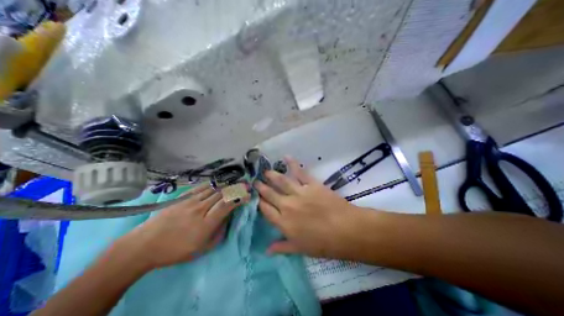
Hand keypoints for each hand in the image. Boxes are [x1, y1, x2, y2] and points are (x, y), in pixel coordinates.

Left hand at [117, 187, 236, 269]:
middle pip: (221, 194)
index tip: (247, 195)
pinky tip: (218, 183)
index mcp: (205, 224)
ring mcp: (190, 201)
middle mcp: (200, 209)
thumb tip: (227, 218)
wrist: (145, 245)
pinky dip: (213, 184)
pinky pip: (202, 188)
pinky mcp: (183, 197)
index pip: (226, 205)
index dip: (239, 198)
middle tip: (245, 184)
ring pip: (213, 189)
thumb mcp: (202, 249)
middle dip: (235, 188)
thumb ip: (219, 232)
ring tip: (235, 182)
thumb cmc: (175, 250)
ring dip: (226, 185)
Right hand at [257, 157, 363, 258]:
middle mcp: (287, 206)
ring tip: (265, 171)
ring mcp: (299, 193)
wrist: (346, 230)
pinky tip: (286, 157)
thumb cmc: (324, 243)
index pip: (266, 210)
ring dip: (271, 175)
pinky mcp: (311, 184)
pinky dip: (292, 164)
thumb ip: (282, 247)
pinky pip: (299, 172)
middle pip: (270, 194)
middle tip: (255, 181)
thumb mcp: (301, 249)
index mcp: (284, 223)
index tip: (255, 197)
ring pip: (281, 181)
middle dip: (261, 187)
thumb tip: (266, 250)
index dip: (259, 203)